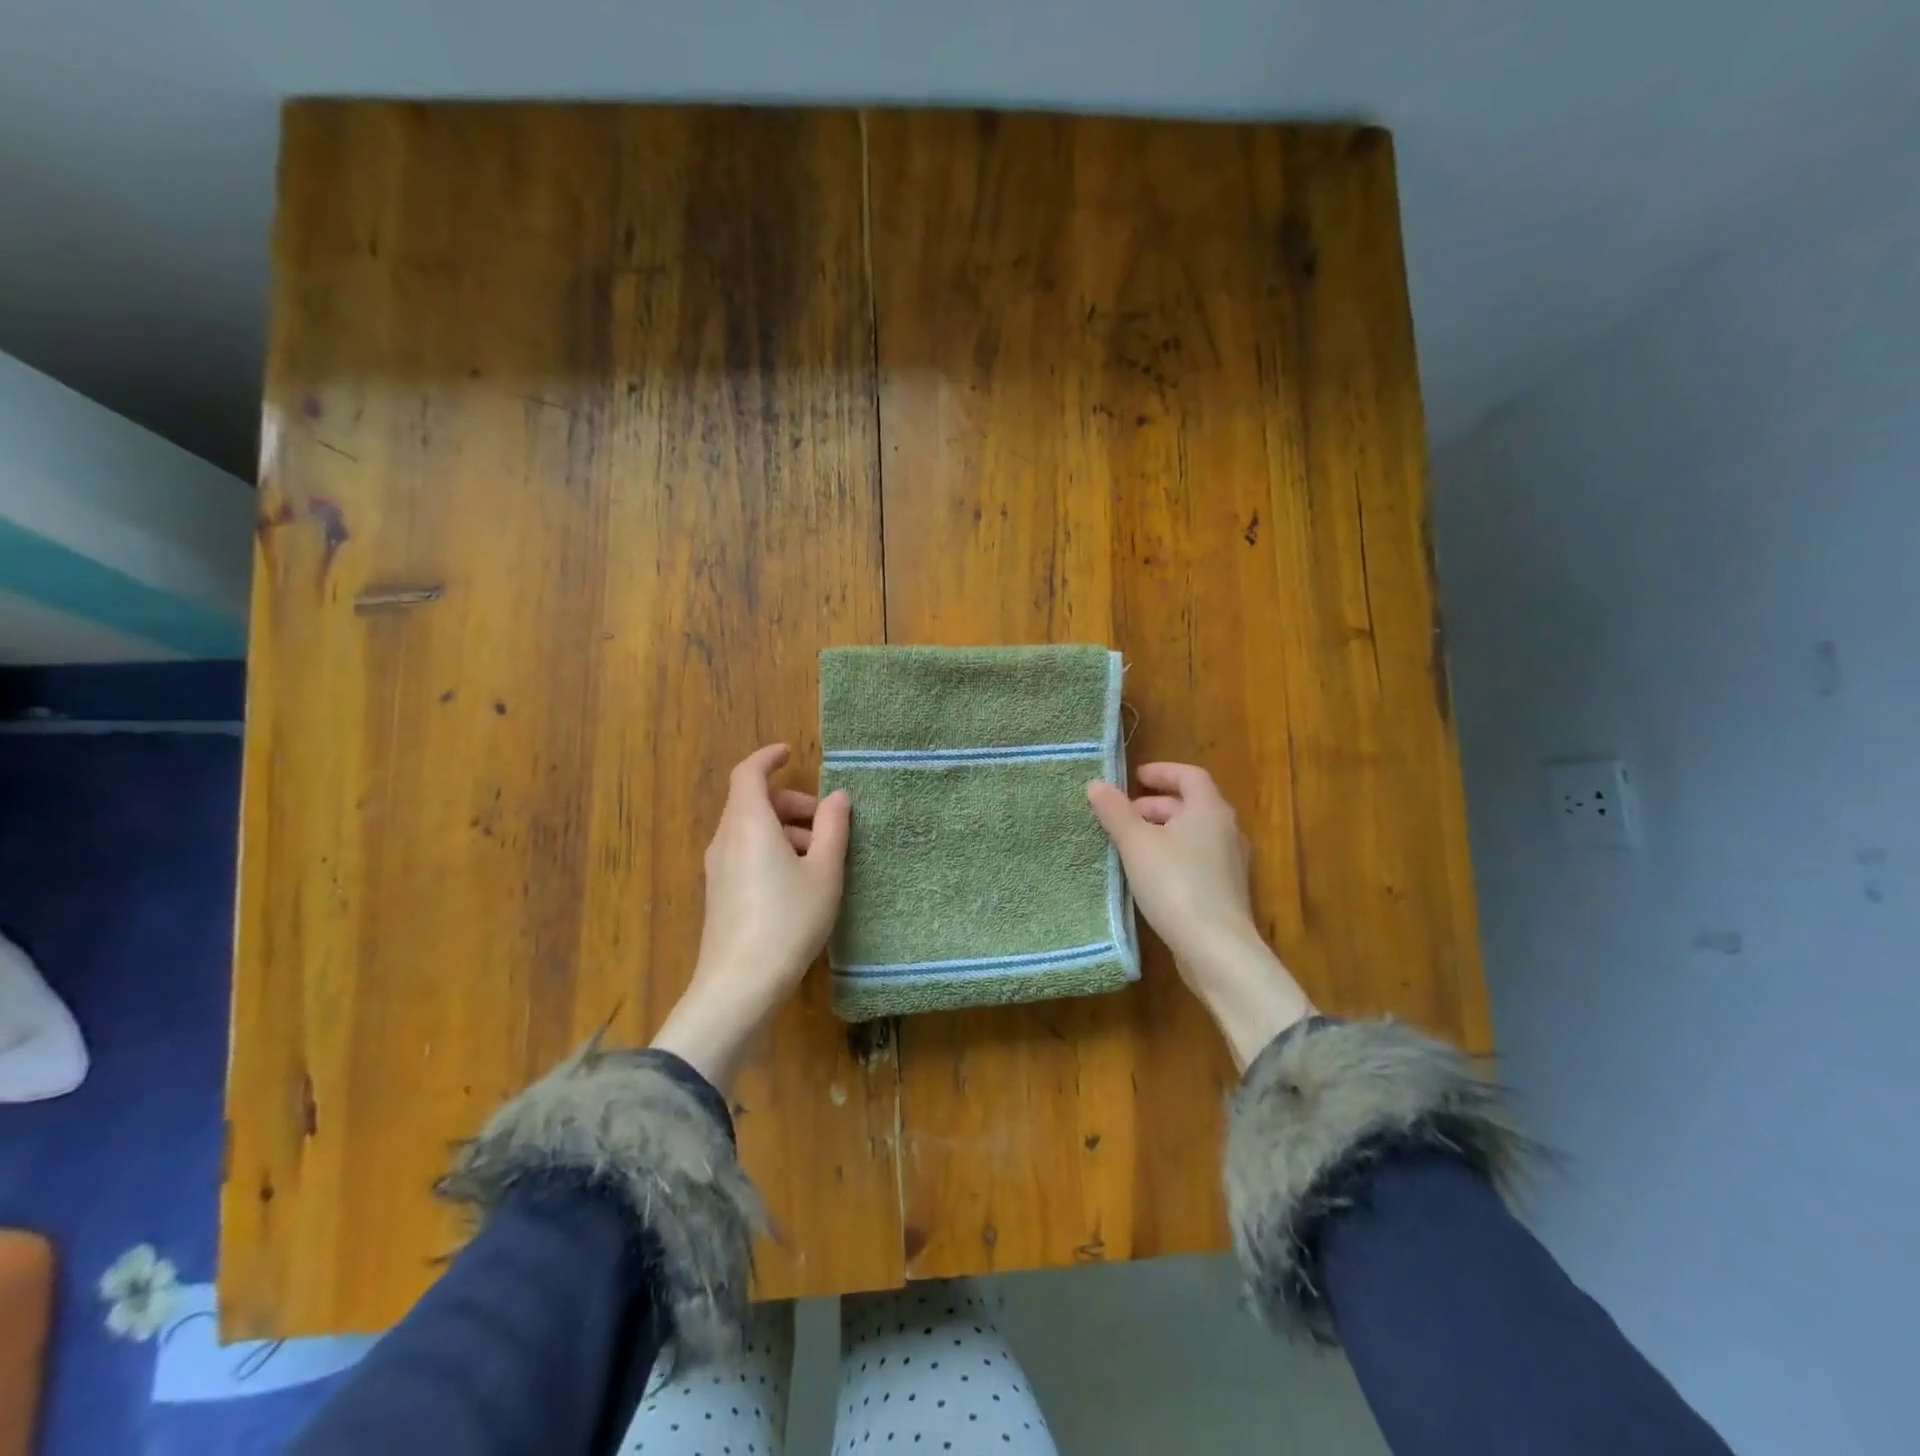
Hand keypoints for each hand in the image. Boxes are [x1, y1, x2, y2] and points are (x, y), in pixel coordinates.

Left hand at [651, 744, 850, 1089]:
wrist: (740, 984)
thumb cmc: (788, 919)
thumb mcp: (824, 872)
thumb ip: (833, 828)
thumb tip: (837, 798)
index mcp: (748, 823)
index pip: (748, 773)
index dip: (768, 758)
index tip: (791, 754)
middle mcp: (725, 838)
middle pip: (752, 802)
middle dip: (789, 802)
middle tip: (824, 821)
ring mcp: (717, 868)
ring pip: (749, 829)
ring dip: (783, 829)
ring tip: (818, 856)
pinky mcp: (719, 893)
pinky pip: (744, 852)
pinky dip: (770, 849)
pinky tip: (797, 880)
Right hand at [1087, 763, 1313, 1070]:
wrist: (1216, 948)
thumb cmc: (1175, 884)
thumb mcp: (1136, 844)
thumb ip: (1115, 812)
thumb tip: (1097, 784)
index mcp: (1210, 810)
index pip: (1190, 776)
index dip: (1162, 772)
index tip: (1135, 777)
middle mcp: (1227, 830)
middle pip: (1191, 805)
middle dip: (1155, 805)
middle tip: (1123, 815)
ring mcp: (1231, 862)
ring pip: (1193, 833)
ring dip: (1162, 831)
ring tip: (1130, 844)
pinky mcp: (1226, 890)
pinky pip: (1197, 858)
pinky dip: (1172, 854)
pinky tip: (1149, 875)